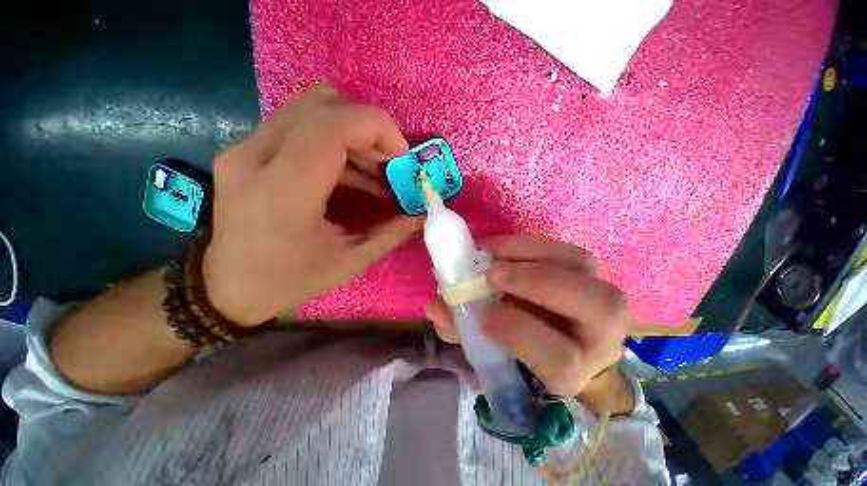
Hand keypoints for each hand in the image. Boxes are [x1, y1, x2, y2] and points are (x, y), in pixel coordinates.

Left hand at [203, 85, 420, 325]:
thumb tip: (421, 214)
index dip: (376, 127)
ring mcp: (245, 149)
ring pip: (309, 108)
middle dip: (367, 127)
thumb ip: (391, 233)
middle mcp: (255, 157)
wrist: (228, 287)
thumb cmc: (290, 280)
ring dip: (352, 133)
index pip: (331, 126)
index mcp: (284, 191)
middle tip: (388, 162)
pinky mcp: (246, 151)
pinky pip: (298, 126)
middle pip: (321, 103)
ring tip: (374, 171)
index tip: (401, 154)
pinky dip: (334, 141)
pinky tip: (350, 173)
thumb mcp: (350, 262)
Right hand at [425, 235, 632, 410]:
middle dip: (534, 282)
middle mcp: (602, 333)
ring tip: (490, 254)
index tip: (482, 316)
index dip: (516, 331)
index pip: (559, 357)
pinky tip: (501, 249)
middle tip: (490, 273)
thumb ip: (463, 330)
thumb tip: (434, 307)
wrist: (561, 337)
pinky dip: (527, 243)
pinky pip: (563, 247)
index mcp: (575, 370)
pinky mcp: (590, 268)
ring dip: (526, 253)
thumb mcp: (493, 349)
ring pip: (579, 264)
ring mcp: (602, 293)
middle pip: (595, 305)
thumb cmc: (522, 348)